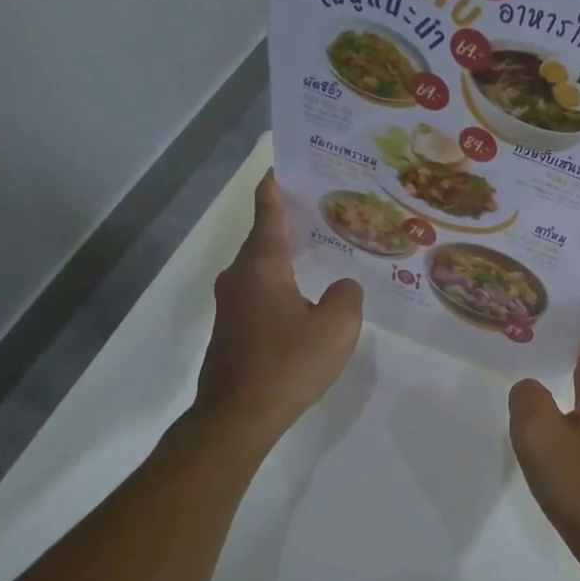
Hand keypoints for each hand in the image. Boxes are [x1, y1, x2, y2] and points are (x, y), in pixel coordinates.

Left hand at [193, 173, 362, 446]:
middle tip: (326, 209)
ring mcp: (231, 303)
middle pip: (265, 237)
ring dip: (287, 255)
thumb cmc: (288, 364)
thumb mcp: (337, 327)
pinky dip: (282, 283)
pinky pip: (260, 291)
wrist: (238, 416)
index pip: (268, 211)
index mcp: (263, 265)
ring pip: (262, 267)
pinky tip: (306, 297)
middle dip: (291, 221)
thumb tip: (342, 286)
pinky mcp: (232, 328)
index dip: (276, 186)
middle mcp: (240, 276)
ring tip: (322, 251)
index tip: (284, 164)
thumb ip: (348, 295)